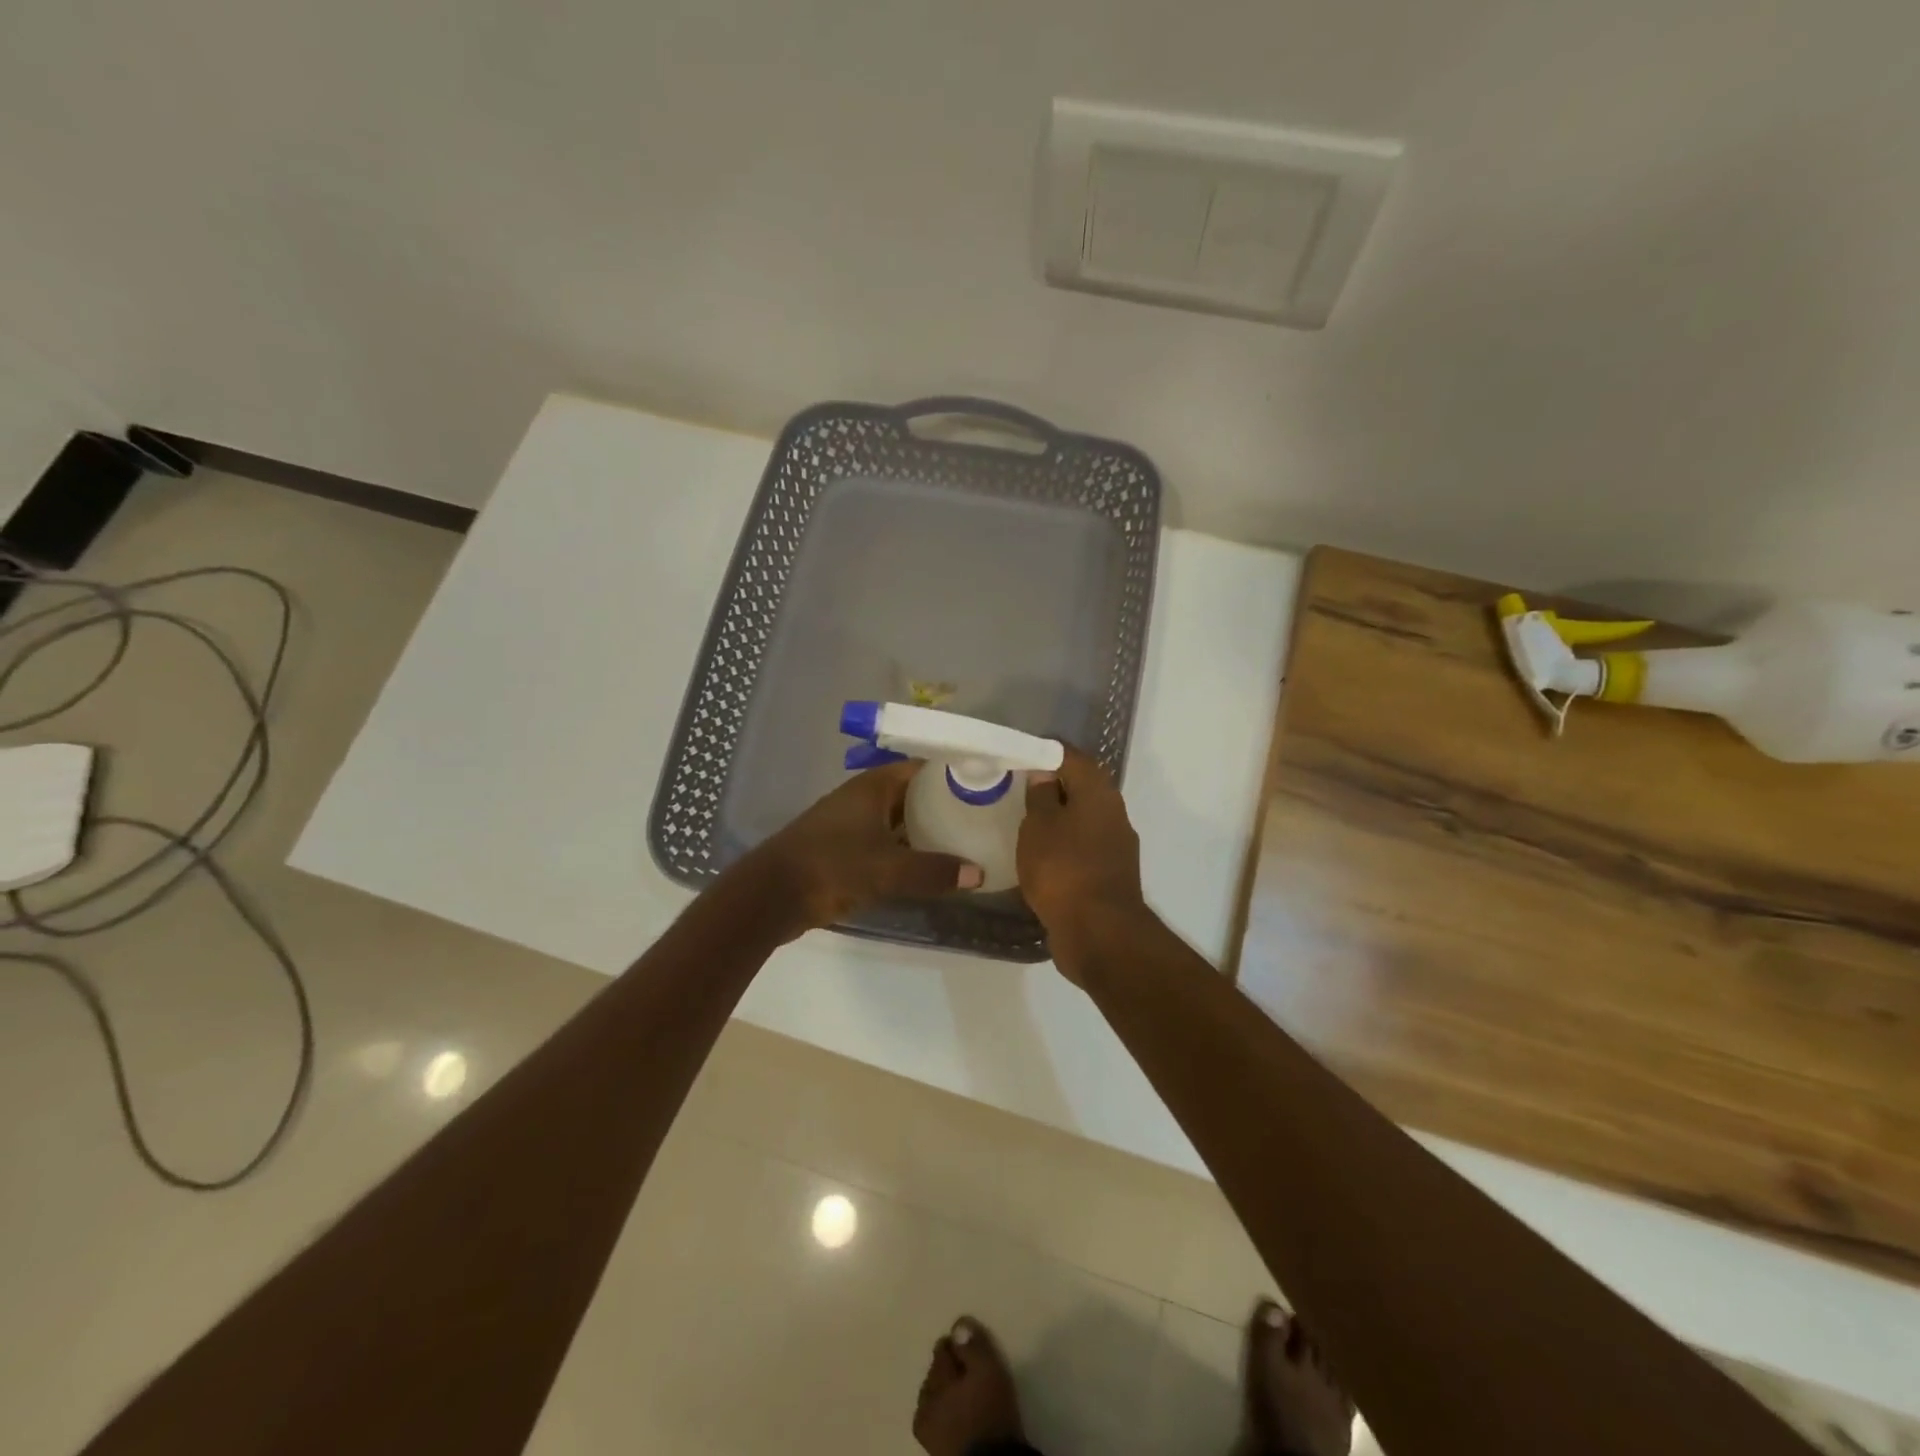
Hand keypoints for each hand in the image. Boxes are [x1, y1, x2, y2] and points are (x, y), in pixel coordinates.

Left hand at [739, 760, 983, 938]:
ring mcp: (853, 825)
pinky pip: (888, 844)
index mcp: (873, 787)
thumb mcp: (888, 869)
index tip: (985, 781)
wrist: (771, 896)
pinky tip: (933, 866)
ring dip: (928, 829)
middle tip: (984, 814)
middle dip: (945, 803)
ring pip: (900, 821)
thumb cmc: (831, 866)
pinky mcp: (846, 851)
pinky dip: (909, 851)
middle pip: (913, 794)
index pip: (921, 768)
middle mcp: (864, 799)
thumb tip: (978, 874)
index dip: (951, 772)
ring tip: (968, 839)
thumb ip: (933, 870)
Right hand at [1017, 746, 1146, 979]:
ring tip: (1024, 823)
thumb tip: (1045, 773)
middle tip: (1018, 789)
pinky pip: (1082, 850)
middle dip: (1052, 787)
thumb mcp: (1039, 825)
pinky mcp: (1110, 876)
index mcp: (1099, 793)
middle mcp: (1114, 813)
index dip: (1045, 752)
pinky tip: (1041, 857)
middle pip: (1081, 788)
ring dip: (1058, 820)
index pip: (1072, 757)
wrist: (1098, 933)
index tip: (1020, 756)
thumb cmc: (1063, 869)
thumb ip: (1041, 795)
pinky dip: (1063, 848)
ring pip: (1082, 821)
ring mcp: (1116, 847)